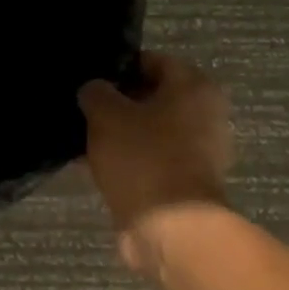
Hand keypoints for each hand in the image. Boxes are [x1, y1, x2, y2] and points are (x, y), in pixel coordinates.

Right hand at [78, 54, 232, 275]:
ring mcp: (199, 152)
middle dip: (119, 103)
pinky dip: (127, 160)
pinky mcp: (185, 182)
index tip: (90, 79)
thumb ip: (96, 92)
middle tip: (83, 108)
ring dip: (120, 133)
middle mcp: (205, 114)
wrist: (170, 228)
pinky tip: (93, 164)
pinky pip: (150, 160)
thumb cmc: (143, 157)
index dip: (118, 67)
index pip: (151, 61)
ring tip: (83, 138)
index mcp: (195, 86)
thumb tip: (94, 90)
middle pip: (152, 97)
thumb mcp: (106, 114)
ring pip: (149, 131)